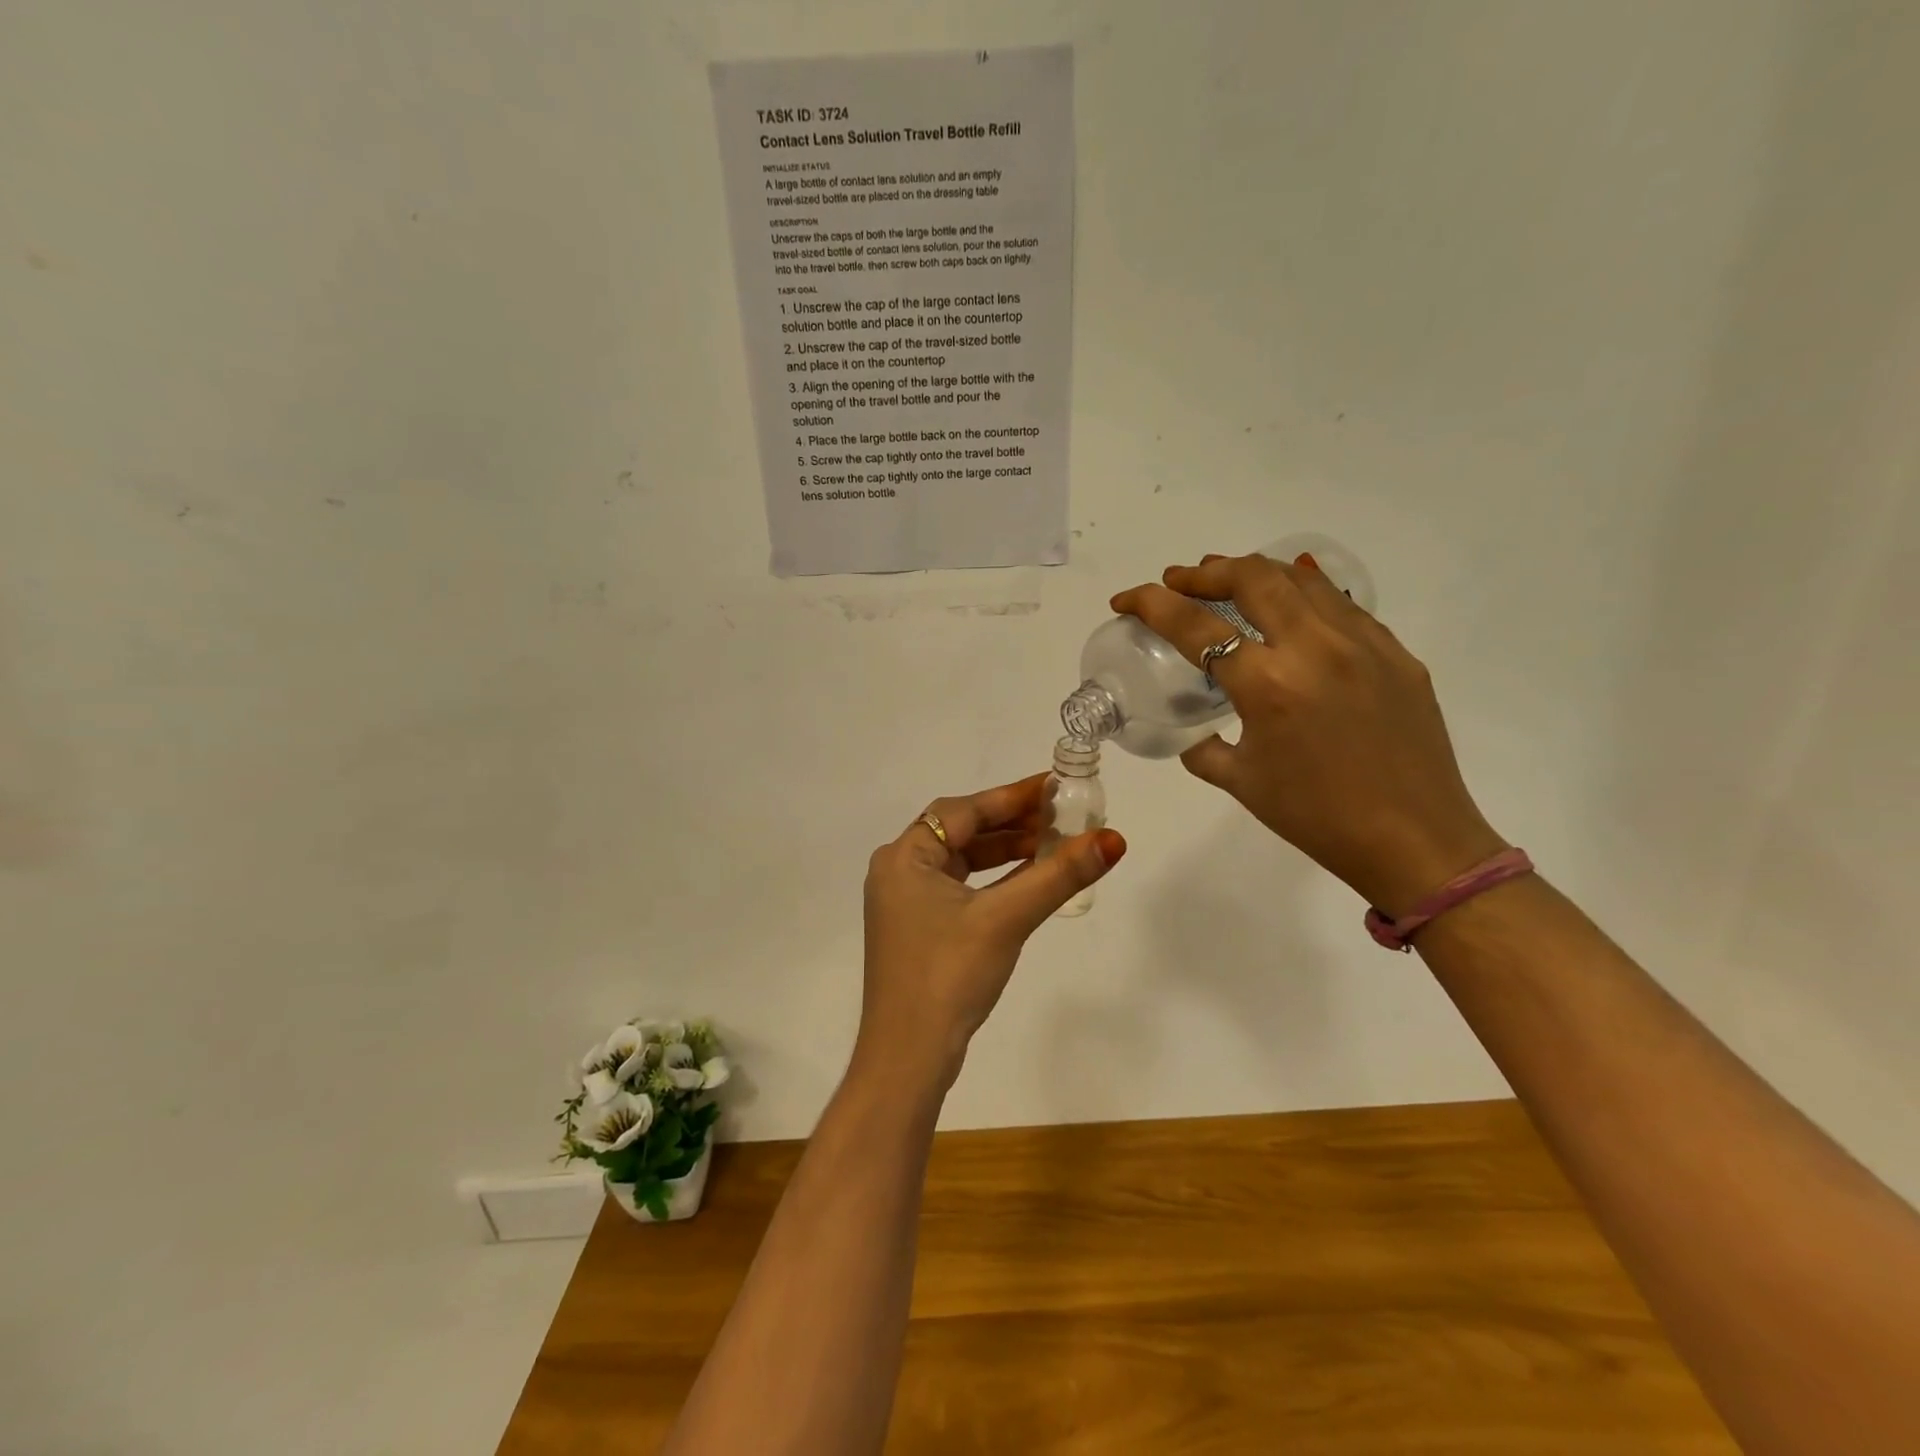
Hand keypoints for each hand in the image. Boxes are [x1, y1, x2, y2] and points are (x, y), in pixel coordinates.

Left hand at [857, 774, 1125, 1091]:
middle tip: (1062, 815)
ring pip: (963, 860)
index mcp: (904, 856)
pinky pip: (962, 887)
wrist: (908, 1057)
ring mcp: (907, 901)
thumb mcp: (1006, 919)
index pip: (965, 810)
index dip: (1013, 796)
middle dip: (1013, 823)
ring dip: (1006, 851)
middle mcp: (899, 870)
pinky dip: (995, 880)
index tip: (1055, 786)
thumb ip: (1058, 876)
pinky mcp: (919, 928)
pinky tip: (1030, 878)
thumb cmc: (949, 976)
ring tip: (1054, 843)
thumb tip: (1113, 839)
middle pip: (963, 831)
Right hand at [1112, 552, 1504, 915]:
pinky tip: (1288, 611)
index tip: (1126, 599)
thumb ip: (1202, 748)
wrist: (1415, 841)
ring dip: (1254, 572)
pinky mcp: (1395, 651)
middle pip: (1251, 577)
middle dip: (1204, 572)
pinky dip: (1302, 595)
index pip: (1195, 625)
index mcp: (1268, 685)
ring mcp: (1362, 643)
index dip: (1151, 604)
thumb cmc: (1316, 818)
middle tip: (1178, 580)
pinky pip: (1340, 605)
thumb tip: (1190, 731)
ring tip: (1227, 581)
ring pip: (1301, 578)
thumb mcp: (1241, 782)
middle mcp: (1315, 648)